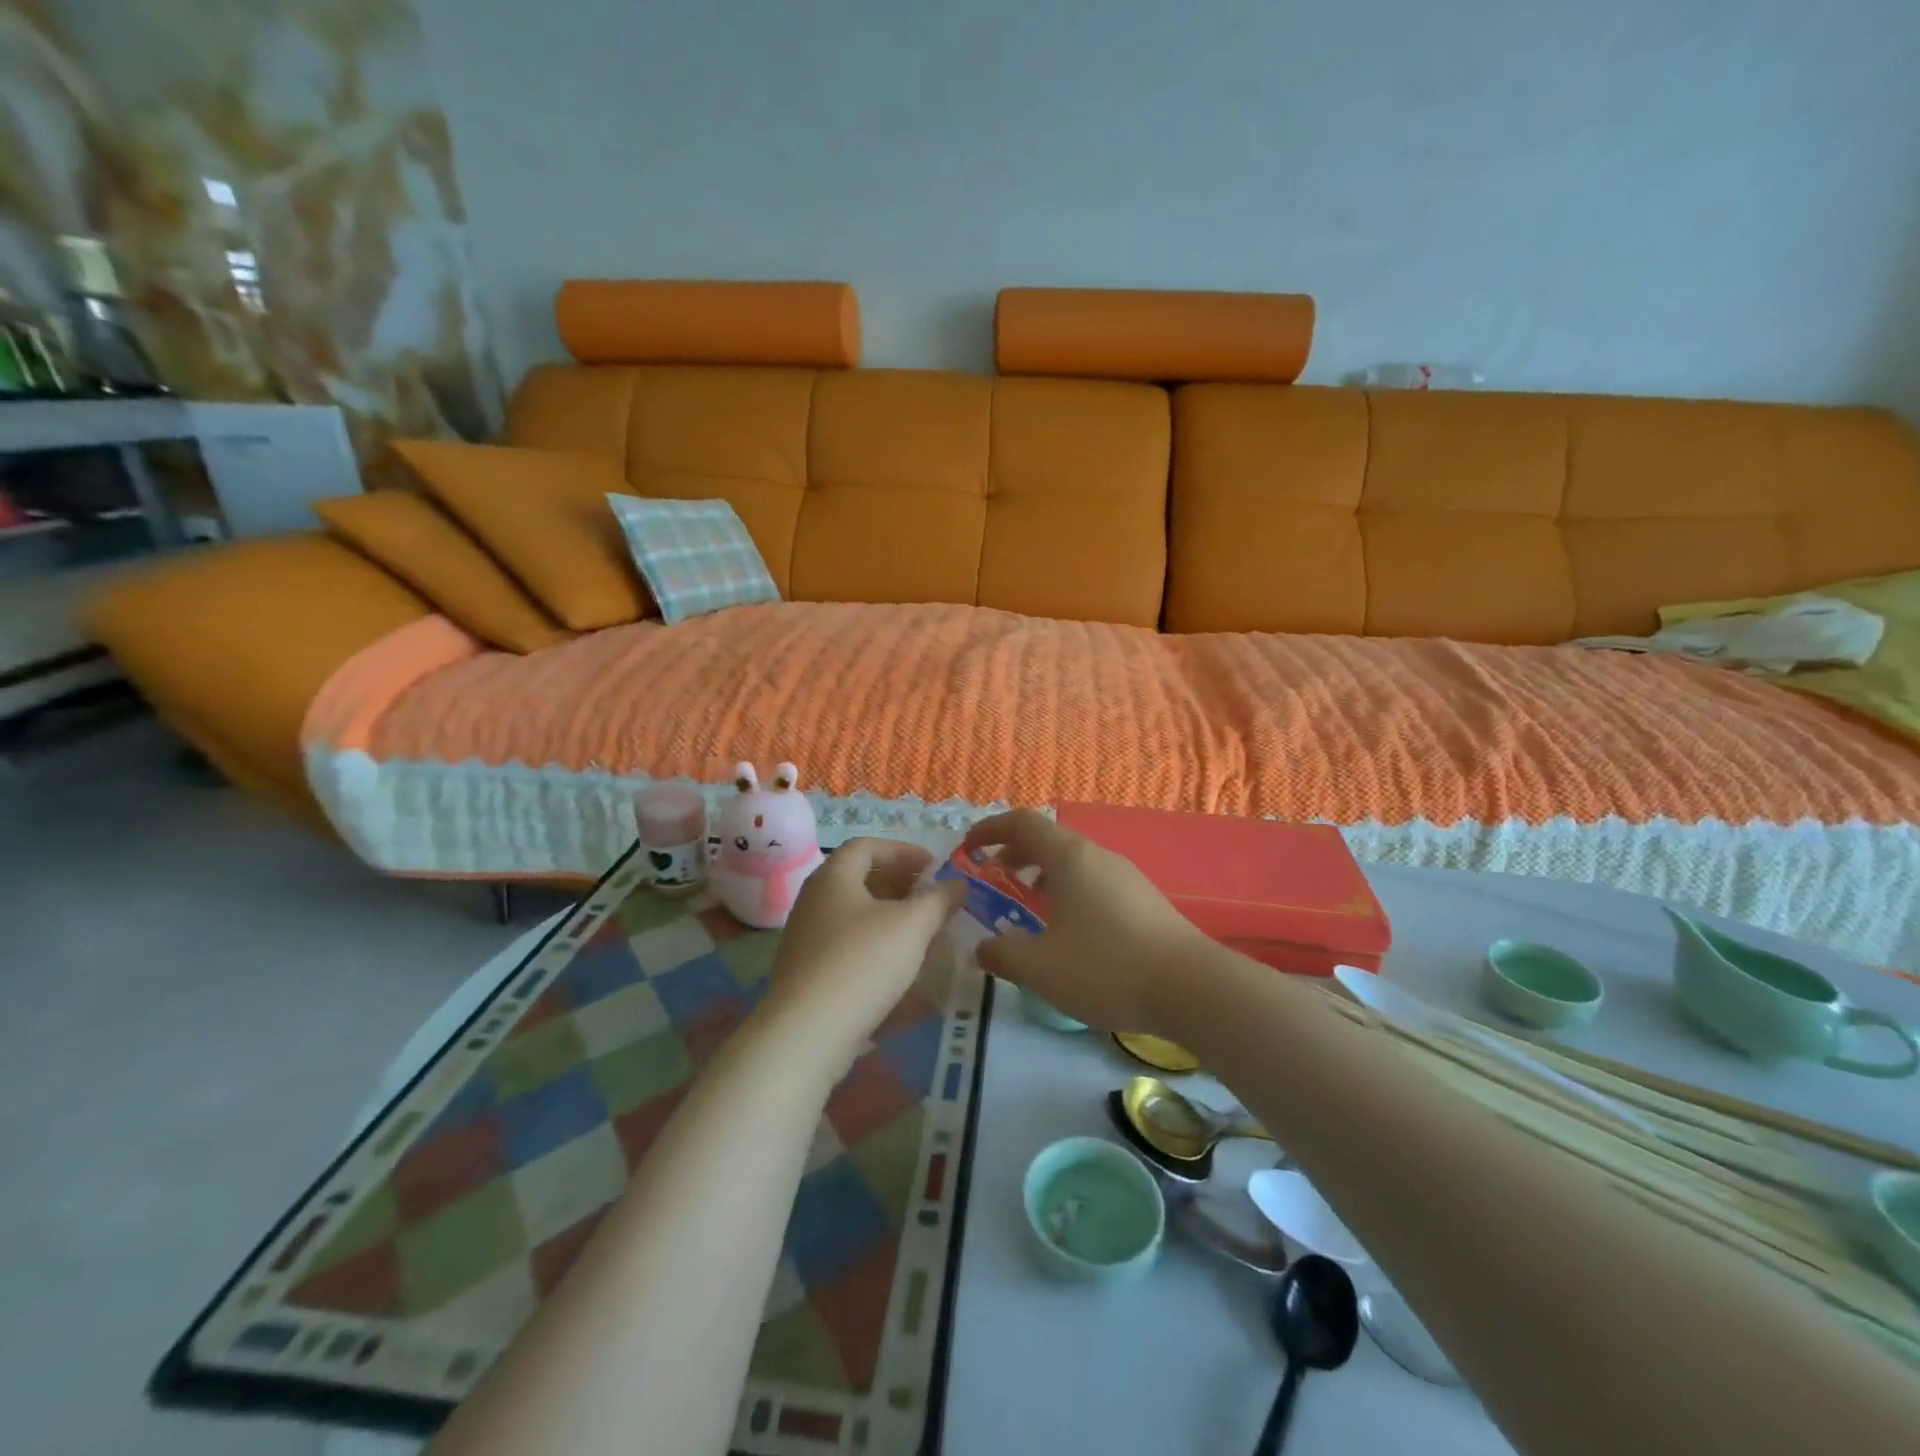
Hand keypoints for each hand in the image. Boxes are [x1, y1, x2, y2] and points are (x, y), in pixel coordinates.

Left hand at [764, 839, 964, 1054]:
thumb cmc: (863, 962)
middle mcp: (814, 900)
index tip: (934, 866)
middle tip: (933, 897)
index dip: (903, 851)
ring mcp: (807, 937)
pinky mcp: (809, 971)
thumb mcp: (912, 925)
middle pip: (860, 878)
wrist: (808, 1032)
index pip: (867, 846)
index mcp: (833, 877)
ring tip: (924, 930)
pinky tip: (900, 963)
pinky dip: (877, 941)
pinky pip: (848, 942)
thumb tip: (958, 885)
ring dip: (891, 915)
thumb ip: (938, 900)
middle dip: (900, 883)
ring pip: (855, 913)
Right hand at [963, 810, 1215, 1033]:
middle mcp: (1098, 856)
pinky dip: (1069, 891)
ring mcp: (1126, 876)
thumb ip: (1002, 955)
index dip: (990, 829)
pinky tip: (1070, 931)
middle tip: (996, 877)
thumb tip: (982, 949)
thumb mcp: (1040, 968)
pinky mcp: (1145, 900)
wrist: (1192, 988)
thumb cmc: (1106, 967)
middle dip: (1016, 853)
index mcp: (1069, 857)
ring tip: (1029, 905)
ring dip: (1044, 874)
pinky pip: (1095, 882)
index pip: (1023, 822)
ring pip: (1074, 862)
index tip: (969, 847)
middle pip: (1050, 839)